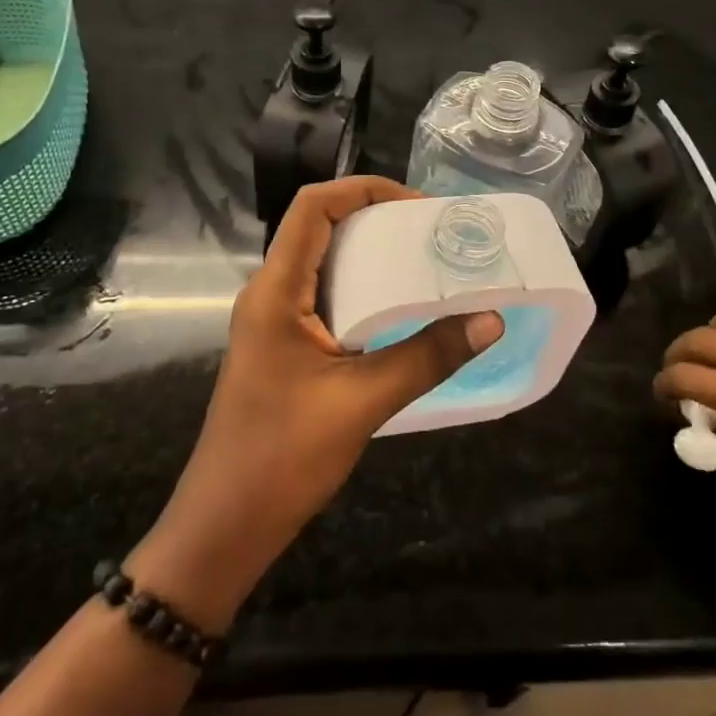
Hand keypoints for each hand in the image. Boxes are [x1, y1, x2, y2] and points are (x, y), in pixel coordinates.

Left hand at [131, 177, 502, 628]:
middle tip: (435, 235)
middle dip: (377, 219)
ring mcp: (274, 321)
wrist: (225, 526)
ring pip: (325, 264)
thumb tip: (490, 320)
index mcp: (276, 290)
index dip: (364, 189)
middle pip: (320, 228)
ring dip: (373, 256)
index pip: (313, 207)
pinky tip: (402, 312)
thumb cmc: (283, 457)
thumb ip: (427, 357)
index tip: (419, 206)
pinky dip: (364, 291)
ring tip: (428, 264)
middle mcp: (270, 293)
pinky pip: (326, 298)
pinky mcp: (284, 347)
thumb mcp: (363, 402)